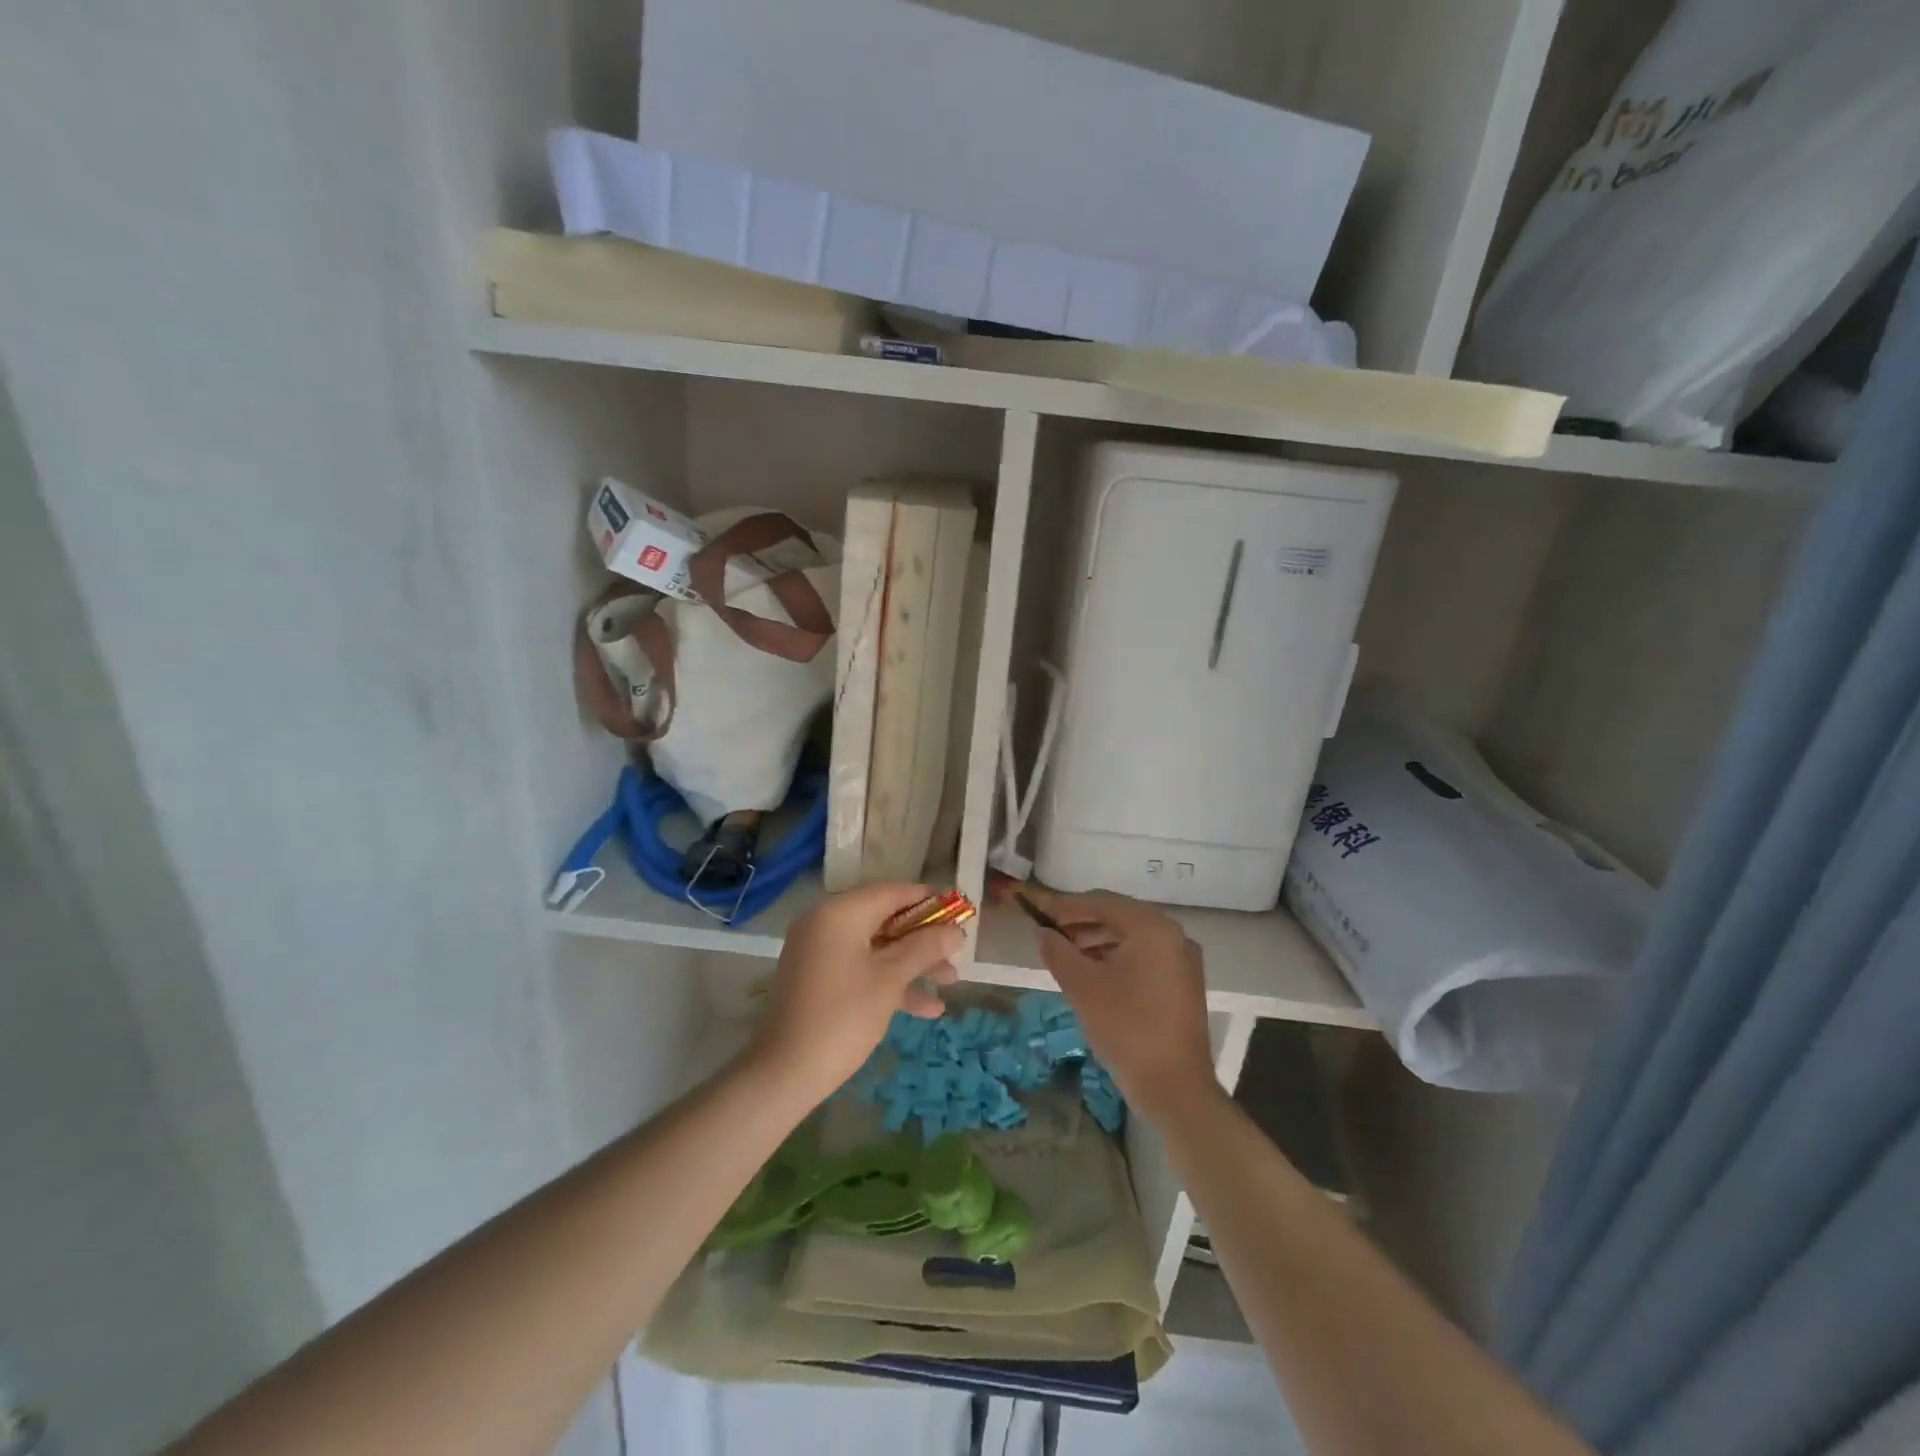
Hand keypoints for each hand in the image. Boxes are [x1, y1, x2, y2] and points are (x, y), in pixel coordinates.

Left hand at [749, 883, 963, 1104]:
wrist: (784, 1074)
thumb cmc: (842, 1017)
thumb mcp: (890, 980)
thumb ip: (925, 948)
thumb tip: (956, 931)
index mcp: (839, 913)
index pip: (892, 892)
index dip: (929, 900)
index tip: (960, 911)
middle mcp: (826, 924)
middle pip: (885, 920)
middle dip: (924, 938)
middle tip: (957, 952)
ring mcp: (820, 953)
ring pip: (876, 948)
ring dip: (912, 964)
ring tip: (950, 982)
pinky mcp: (819, 980)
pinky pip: (861, 969)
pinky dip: (889, 982)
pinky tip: (926, 1009)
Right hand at [1035, 890, 1219, 1120]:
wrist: (1175, 1088)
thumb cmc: (1126, 1028)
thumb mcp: (1082, 986)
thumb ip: (1058, 951)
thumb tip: (1043, 932)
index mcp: (1152, 928)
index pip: (1102, 902)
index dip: (1067, 907)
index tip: (1039, 916)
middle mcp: (1174, 935)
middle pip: (1119, 917)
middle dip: (1083, 924)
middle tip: (1051, 937)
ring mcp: (1183, 960)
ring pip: (1132, 938)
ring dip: (1098, 941)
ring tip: (1067, 957)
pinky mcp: (1184, 984)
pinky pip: (1145, 957)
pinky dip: (1117, 959)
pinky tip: (1094, 976)